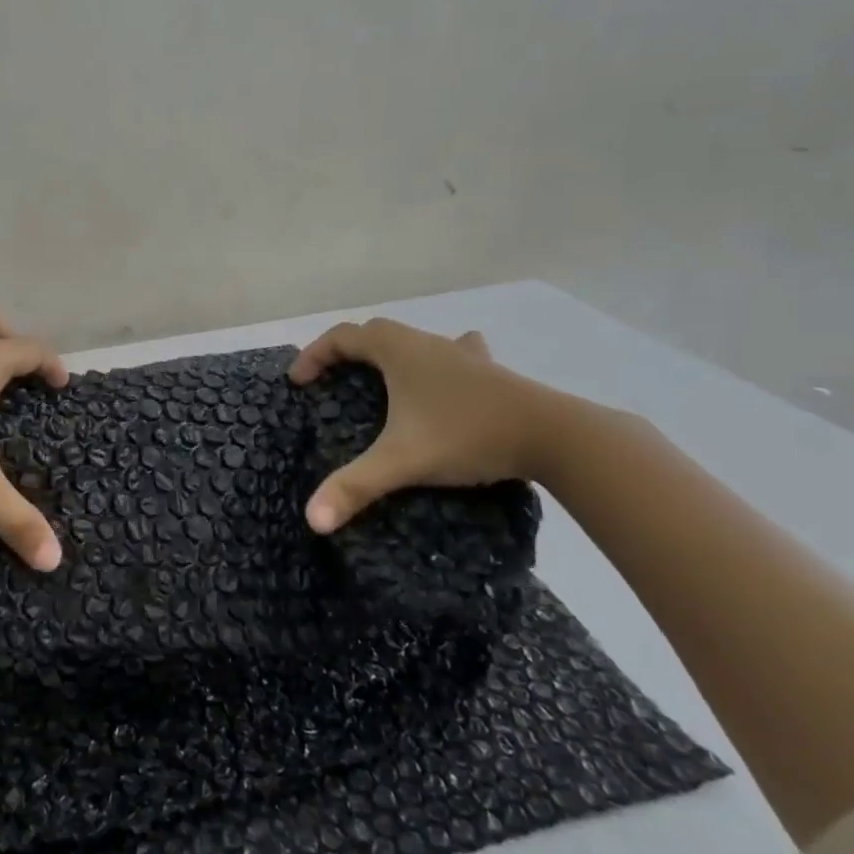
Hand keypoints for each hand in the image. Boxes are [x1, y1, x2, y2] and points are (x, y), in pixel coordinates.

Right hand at [288, 318, 558, 533]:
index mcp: (398, 351)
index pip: (342, 337)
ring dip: (391, 355)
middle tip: (332, 383)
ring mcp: (462, 356)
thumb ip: (355, 486)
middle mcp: (427, 344)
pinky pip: (455, 354)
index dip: (314, 355)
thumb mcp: (403, 461)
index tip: (299, 383)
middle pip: (374, 334)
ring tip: (383, 380)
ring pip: (415, 342)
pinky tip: (447, 379)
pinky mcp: (490, 373)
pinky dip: (438, 363)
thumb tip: (311, 519)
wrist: (555, 436)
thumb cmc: (468, 434)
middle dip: (346, 354)